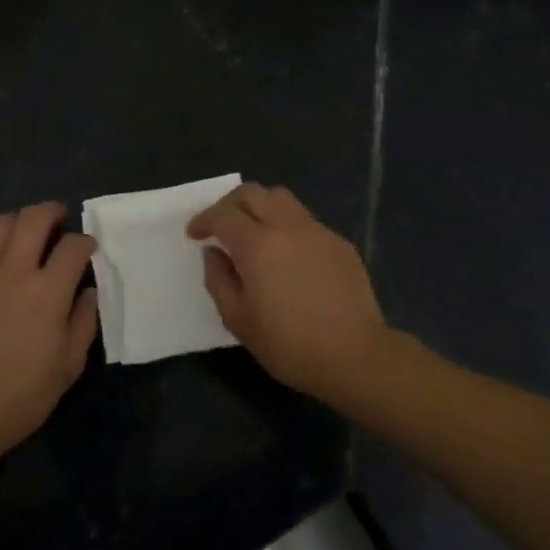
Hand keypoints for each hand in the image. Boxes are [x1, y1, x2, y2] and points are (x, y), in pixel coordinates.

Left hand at [0, 202, 99, 456]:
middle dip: (52, 212)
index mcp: (48, 291)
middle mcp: (14, 271)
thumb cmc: (22, 393)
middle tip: (60, 221)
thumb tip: (88, 292)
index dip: (86, 242)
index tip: (88, 250)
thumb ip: (83, 321)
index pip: (73, 246)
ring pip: (1, 224)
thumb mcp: (69, 365)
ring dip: (20, 222)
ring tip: (27, 236)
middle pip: (34, 218)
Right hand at [188, 183, 392, 406]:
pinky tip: (286, 255)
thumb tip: (214, 253)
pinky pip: (305, 221)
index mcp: (257, 244)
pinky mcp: (339, 243)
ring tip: (252, 233)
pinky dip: (286, 226)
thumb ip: (218, 279)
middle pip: (252, 193)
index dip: (203, 220)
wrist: (355, 356)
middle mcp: (287, 226)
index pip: (222, 214)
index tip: (195, 235)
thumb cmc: (288, 344)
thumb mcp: (237, 319)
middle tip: (219, 227)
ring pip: (282, 198)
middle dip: (228, 205)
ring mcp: (317, 231)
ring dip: (259, 207)